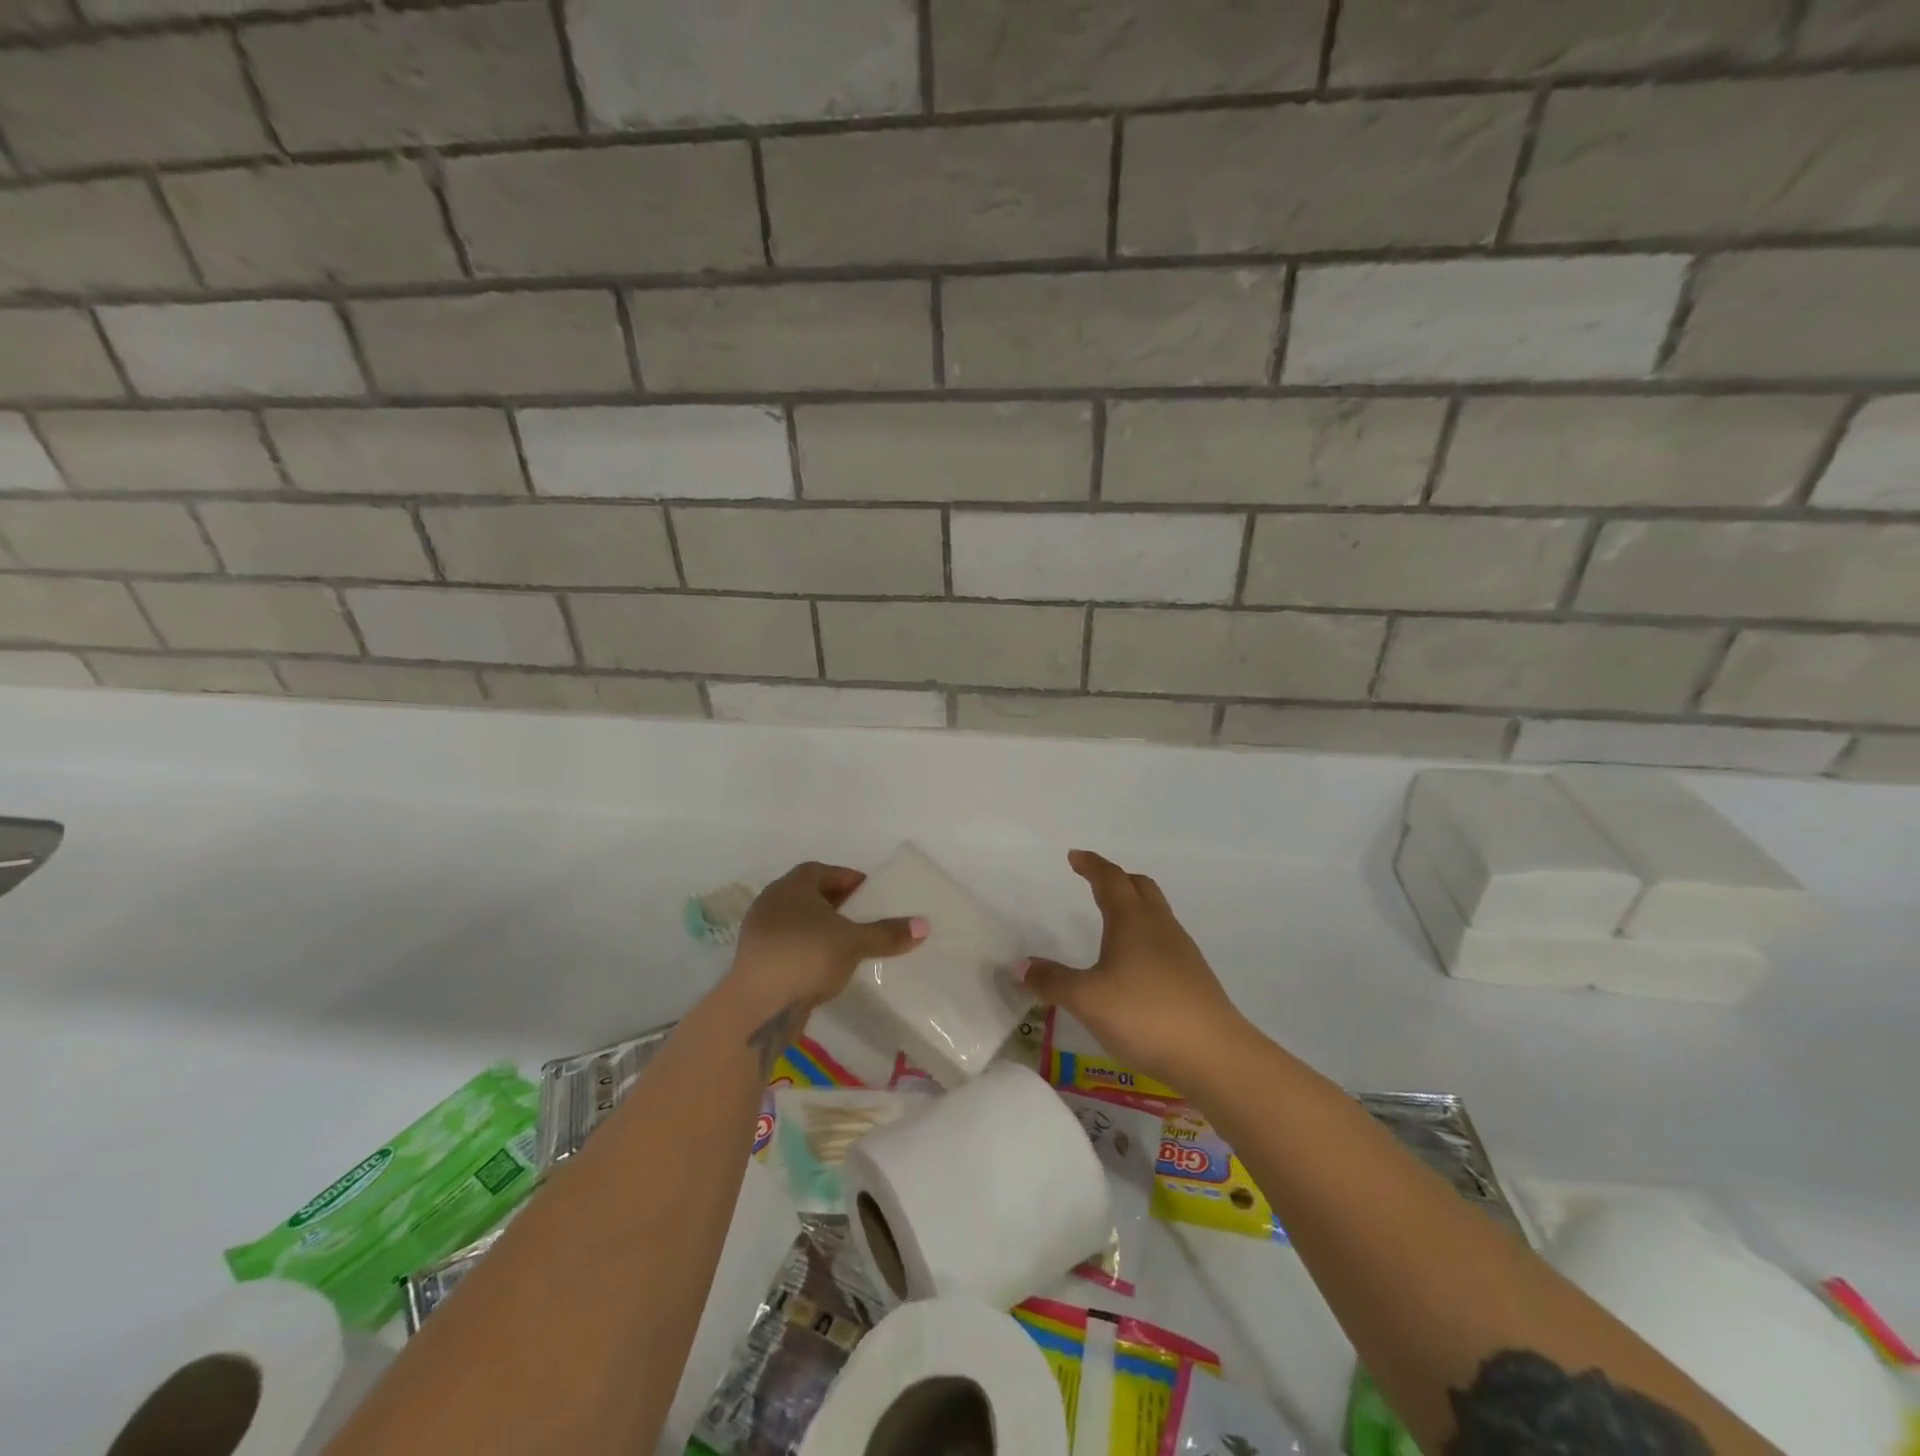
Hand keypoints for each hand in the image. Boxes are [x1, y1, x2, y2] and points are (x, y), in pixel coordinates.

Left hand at [724, 862, 927, 1059]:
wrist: (758, 1006)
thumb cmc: (807, 956)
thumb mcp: (854, 942)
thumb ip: (887, 933)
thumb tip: (924, 925)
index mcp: (791, 887)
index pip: (821, 871)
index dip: (846, 878)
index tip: (869, 892)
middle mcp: (771, 903)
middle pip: (808, 896)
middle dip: (836, 904)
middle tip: (863, 916)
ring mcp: (760, 935)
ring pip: (797, 923)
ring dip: (822, 930)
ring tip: (849, 944)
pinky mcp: (757, 963)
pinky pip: (789, 948)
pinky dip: (809, 951)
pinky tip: (827, 968)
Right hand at [1021, 850, 1244, 1090]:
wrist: (1214, 1055)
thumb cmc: (1144, 1015)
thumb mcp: (1087, 999)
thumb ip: (1052, 980)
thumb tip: (1020, 965)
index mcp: (1132, 920)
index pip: (1109, 878)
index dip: (1091, 865)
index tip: (1075, 856)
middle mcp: (1159, 926)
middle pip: (1140, 887)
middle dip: (1117, 879)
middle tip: (1095, 882)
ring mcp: (1182, 951)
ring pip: (1156, 913)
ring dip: (1134, 906)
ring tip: (1113, 922)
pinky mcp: (1194, 977)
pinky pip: (1165, 940)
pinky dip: (1146, 936)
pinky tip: (1135, 965)